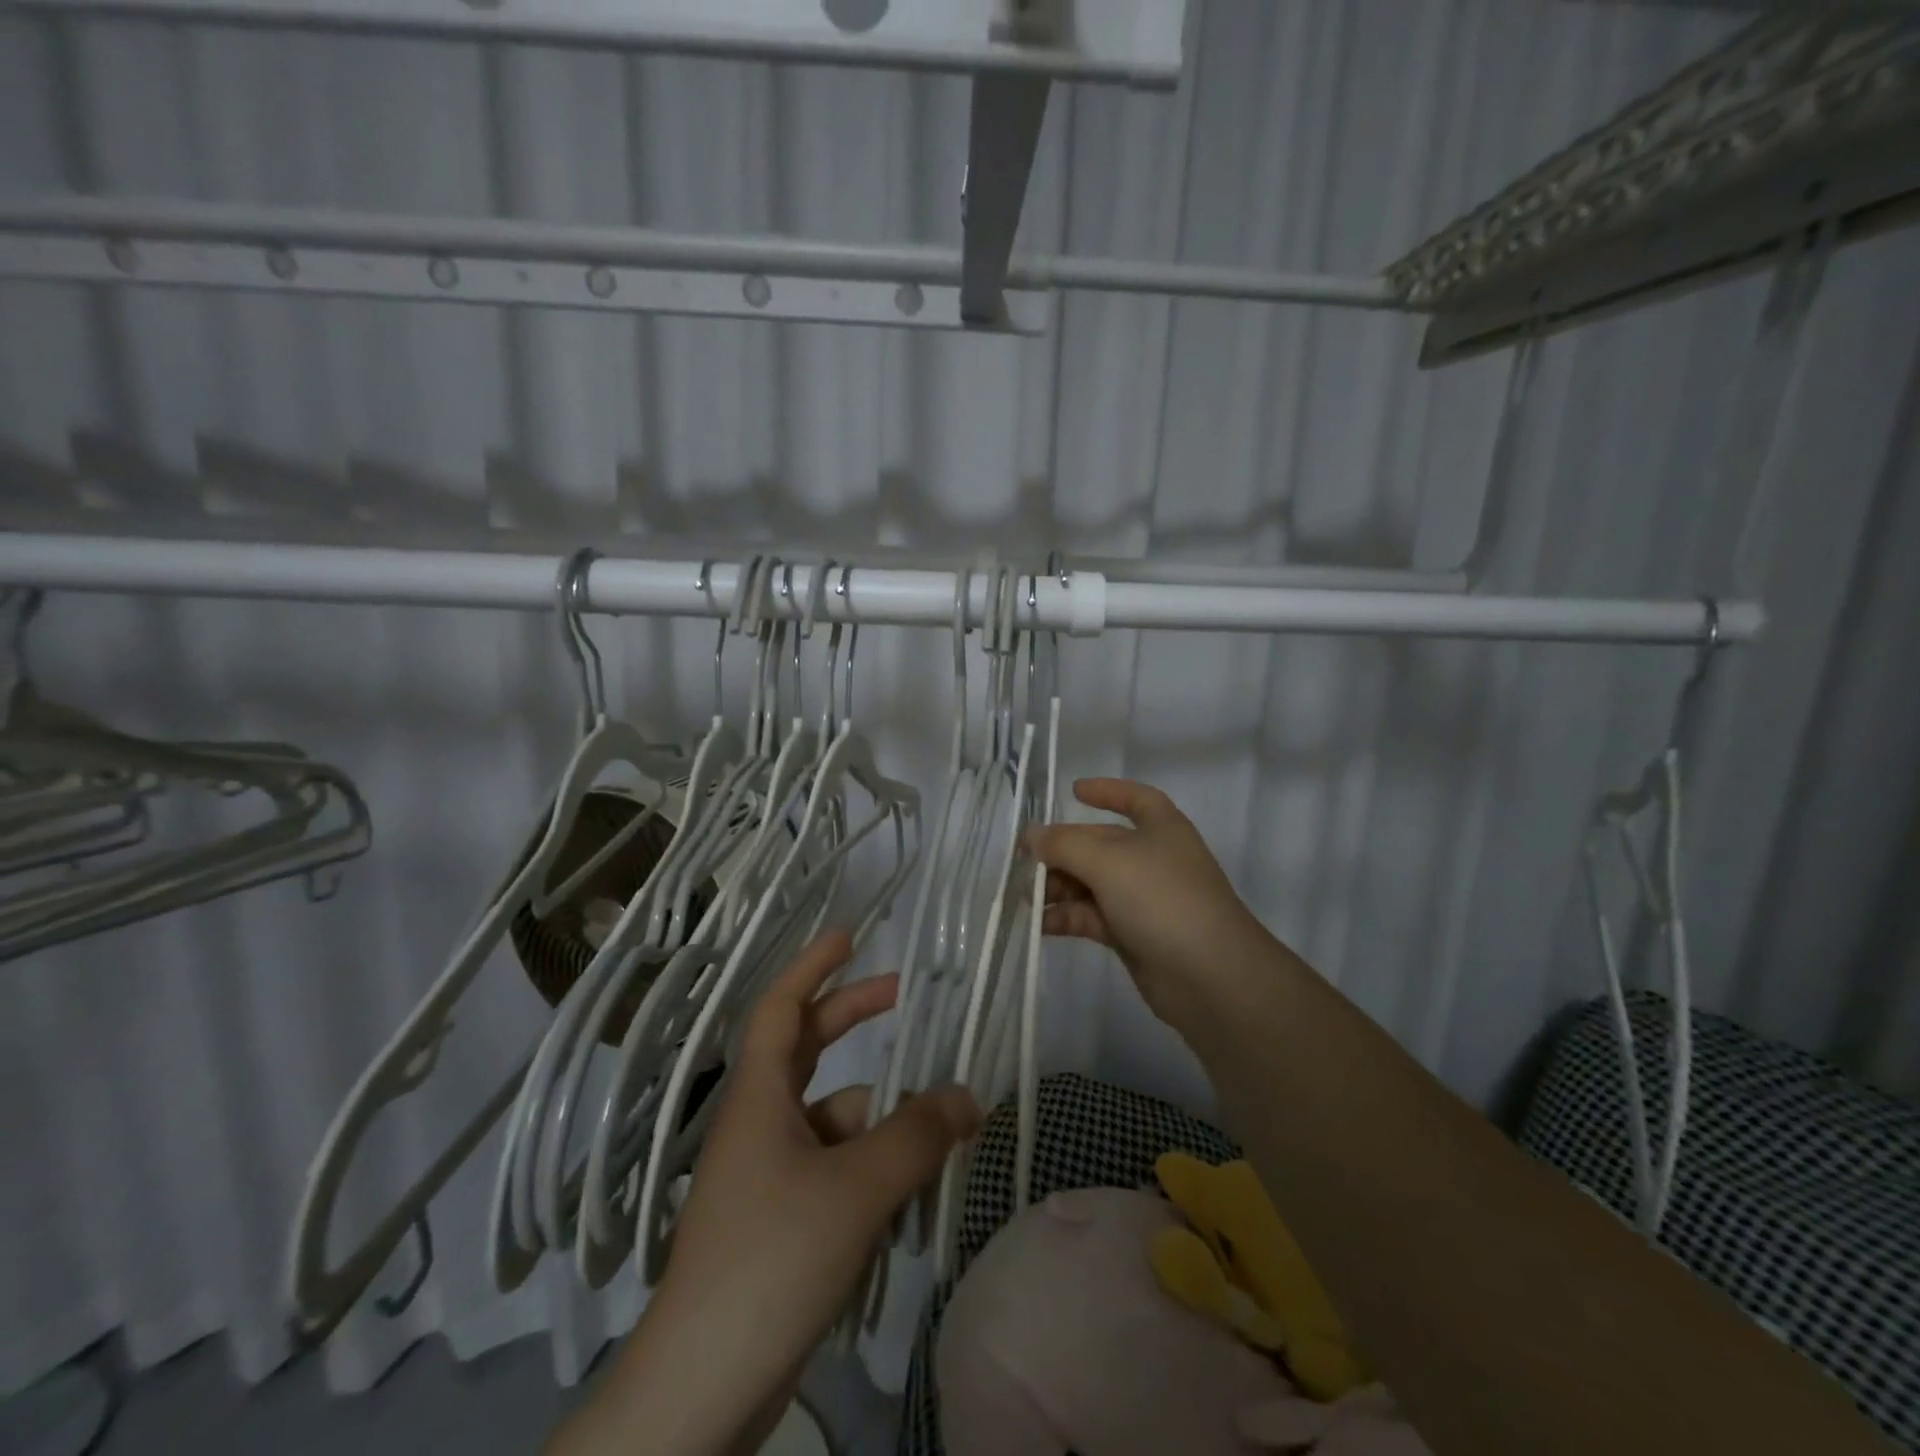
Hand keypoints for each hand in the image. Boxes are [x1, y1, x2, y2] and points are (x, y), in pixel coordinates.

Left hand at [550, 931, 979, 1455]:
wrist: (701, 1392)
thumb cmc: (770, 1261)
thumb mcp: (855, 1190)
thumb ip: (916, 1137)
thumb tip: (967, 1095)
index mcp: (760, 1097)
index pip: (781, 1007)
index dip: (813, 967)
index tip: (850, 937)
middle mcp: (760, 1123)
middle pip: (808, 1050)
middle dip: (854, 1018)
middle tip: (907, 996)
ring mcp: (768, 1175)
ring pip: (833, 1119)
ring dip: (881, 1116)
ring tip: (939, 1129)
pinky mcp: (780, 1221)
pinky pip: (835, 1169)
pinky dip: (872, 1167)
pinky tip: (909, 1194)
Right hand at [1026, 778, 1272, 1020]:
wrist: (1209, 975)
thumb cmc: (1162, 898)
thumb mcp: (1108, 861)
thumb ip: (1064, 845)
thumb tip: (1032, 835)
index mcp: (1160, 827)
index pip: (1135, 798)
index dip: (1106, 791)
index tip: (1072, 791)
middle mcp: (1151, 858)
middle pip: (1099, 844)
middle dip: (1062, 850)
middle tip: (1023, 861)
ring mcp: (1142, 898)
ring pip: (1091, 882)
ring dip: (1058, 886)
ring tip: (1026, 896)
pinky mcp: (1132, 934)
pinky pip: (1091, 915)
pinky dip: (1066, 917)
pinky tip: (1039, 924)